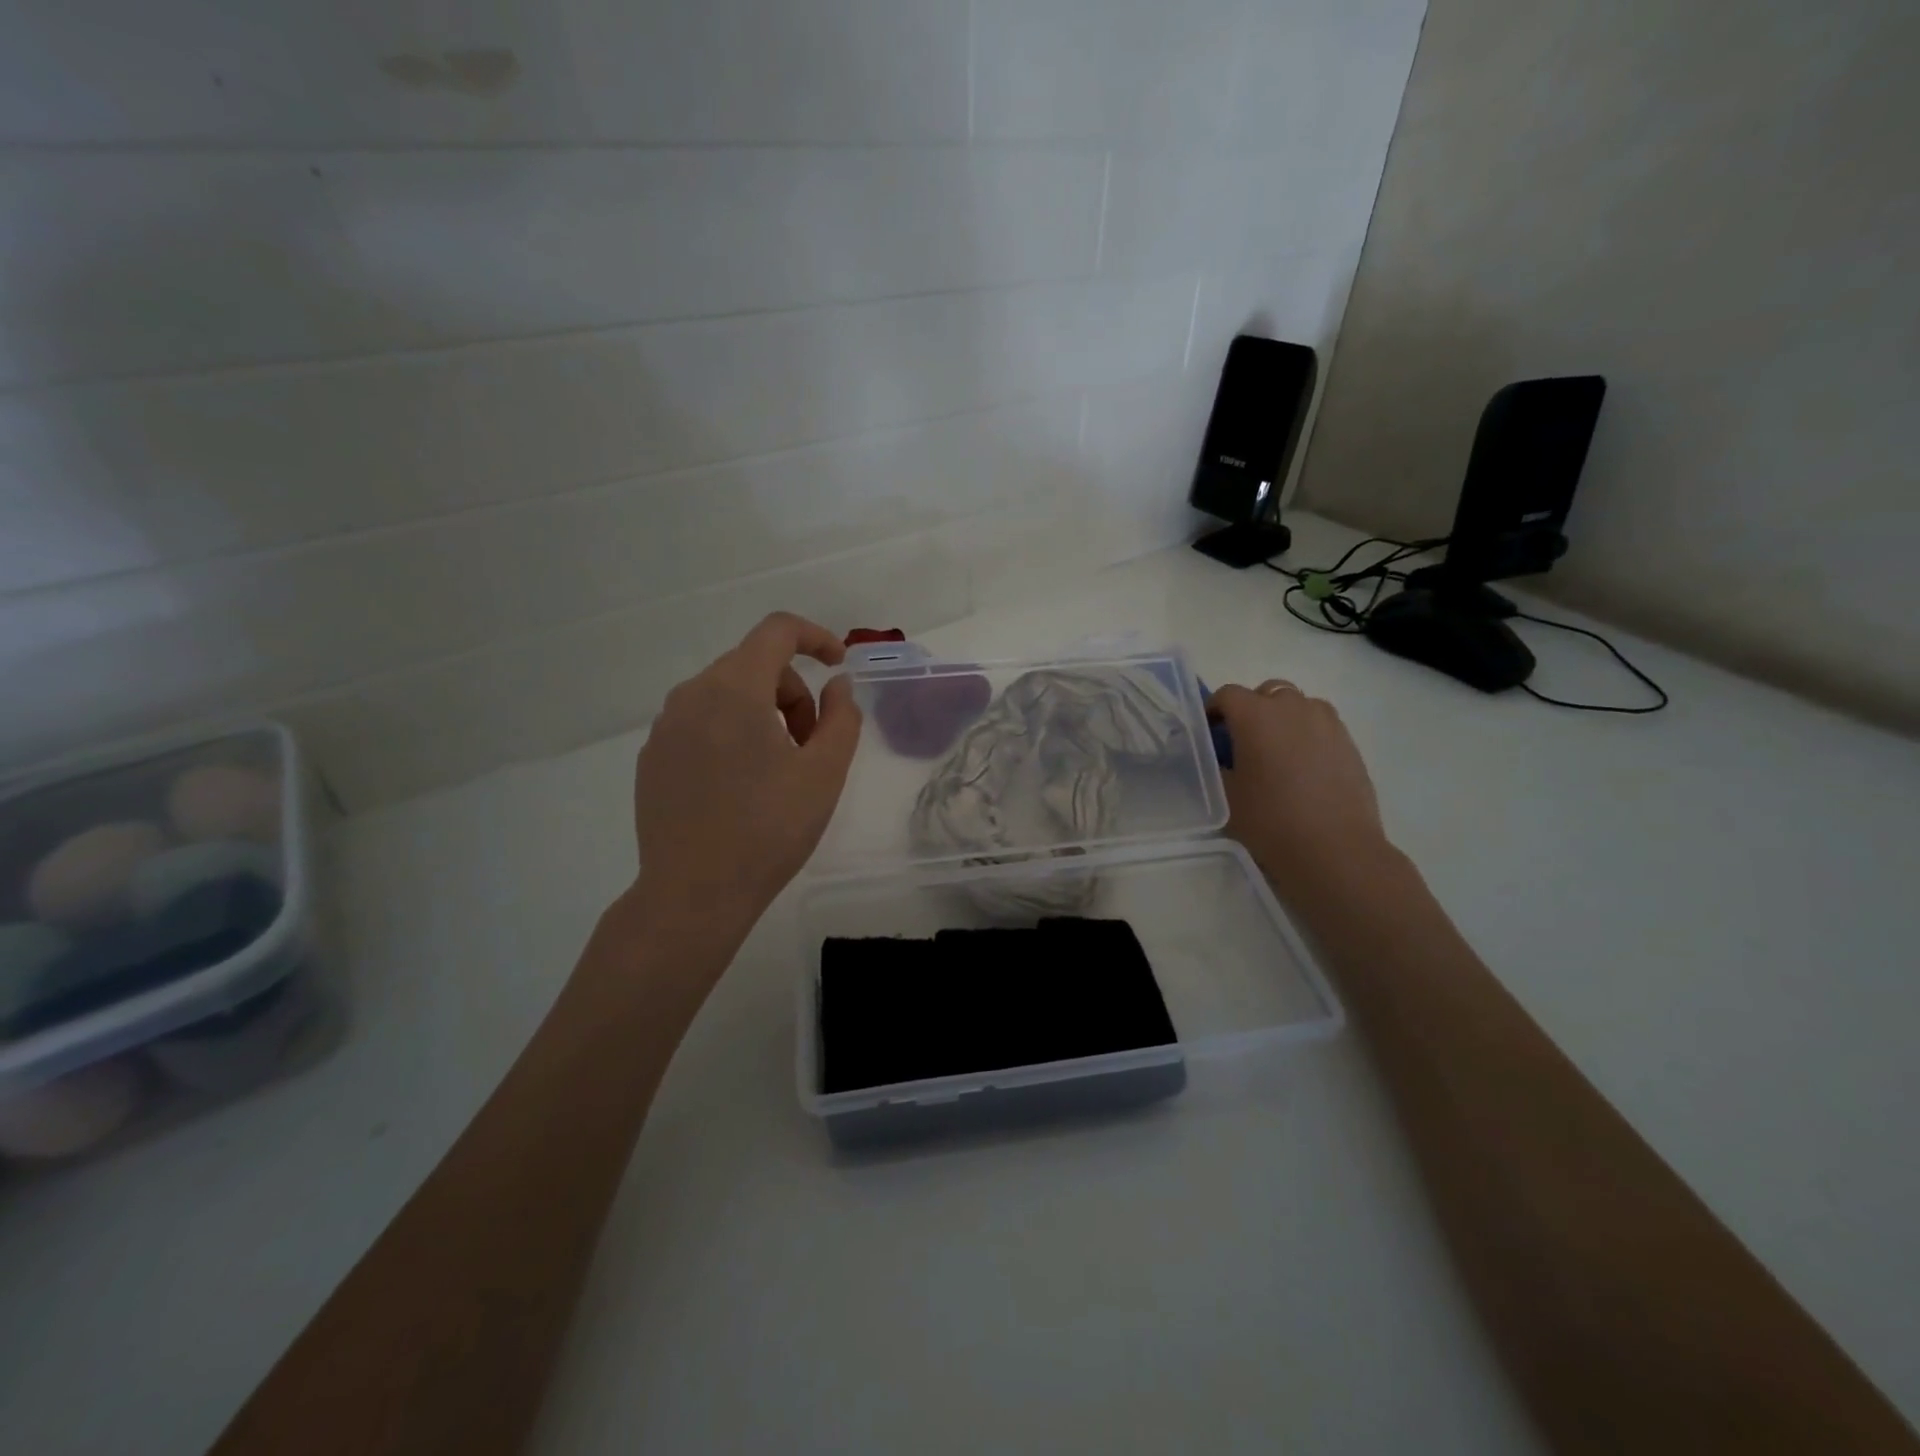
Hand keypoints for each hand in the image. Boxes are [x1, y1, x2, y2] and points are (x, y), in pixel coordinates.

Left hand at [630, 612, 861, 937]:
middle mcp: (691, 696)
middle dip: (793, 693)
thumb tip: (837, 685)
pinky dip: (731, 735)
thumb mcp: (825, 773)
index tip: (838, 665)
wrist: (694, 894)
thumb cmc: (769, 830)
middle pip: (754, 665)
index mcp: (734, 689)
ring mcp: (665, 728)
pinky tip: (741, 787)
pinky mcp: (652, 758)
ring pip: (726, 695)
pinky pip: (701, 724)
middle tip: (811, 745)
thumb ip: (841, 717)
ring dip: (763, 714)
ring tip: (780, 770)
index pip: (776, 631)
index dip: (815, 638)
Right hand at [1207, 679, 1391, 897]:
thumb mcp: (1226, 795)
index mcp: (1256, 715)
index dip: (1214, 710)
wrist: (1334, 849)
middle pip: (1266, 692)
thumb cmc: (1270, 820)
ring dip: (1283, 719)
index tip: (1209, 733)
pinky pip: (1321, 726)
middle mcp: (1293, 708)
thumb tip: (1216, 757)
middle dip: (1252, 709)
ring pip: (1298, 706)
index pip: (1228, 695)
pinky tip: (1303, 769)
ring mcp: (1327, 723)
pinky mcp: (1349, 743)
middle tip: (1243, 743)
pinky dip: (1307, 736)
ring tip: (1277, 753)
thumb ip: (1216, 766)